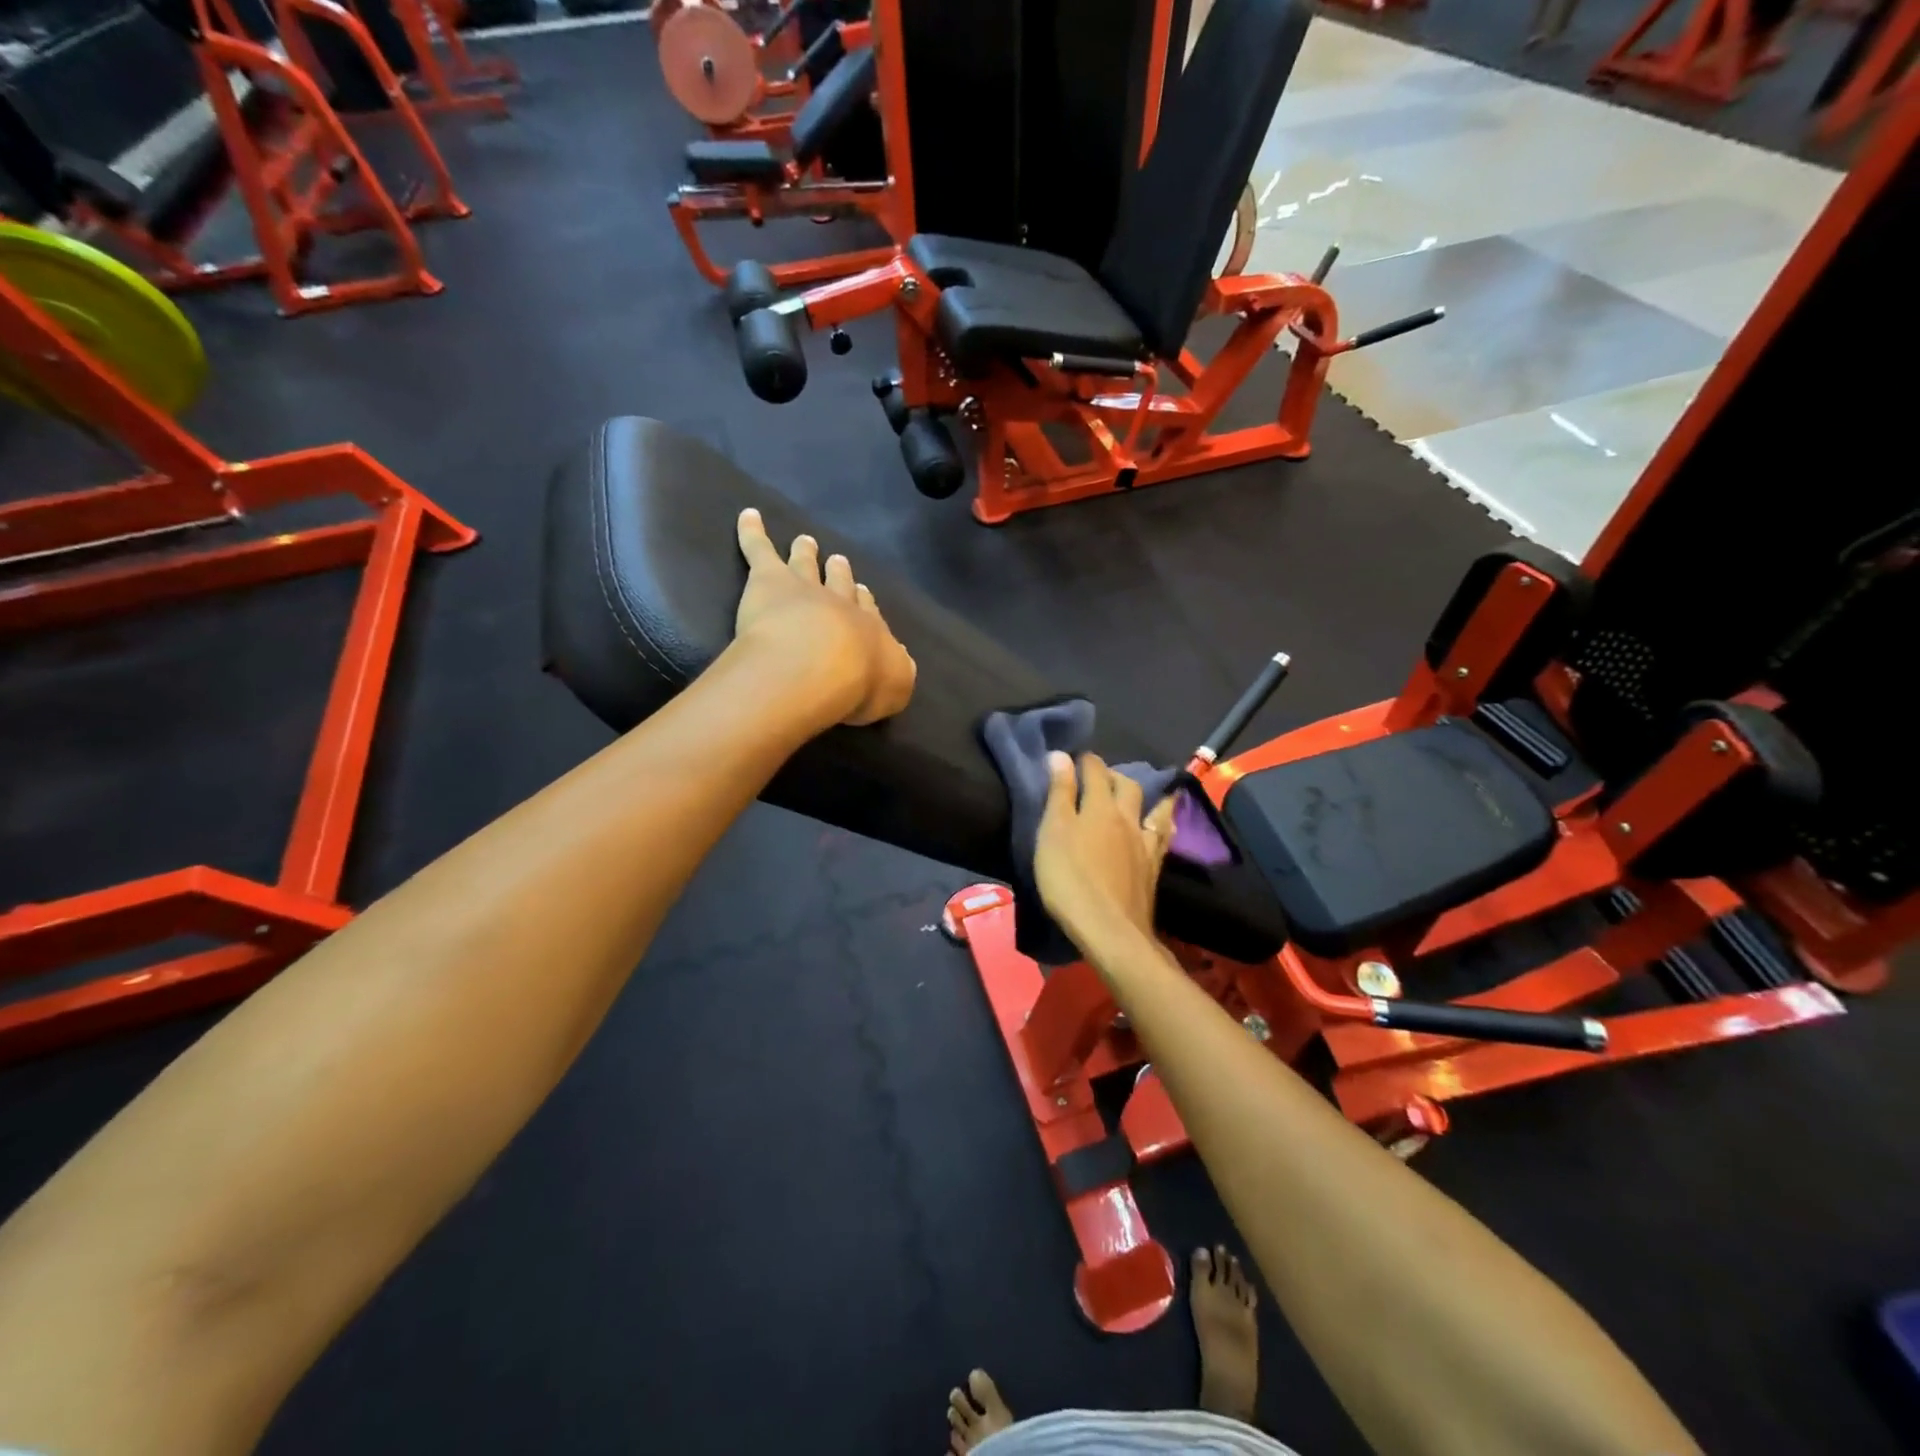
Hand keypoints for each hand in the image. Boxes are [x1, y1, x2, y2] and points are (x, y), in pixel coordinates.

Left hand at [733, 508, 915, 726]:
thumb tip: (900, 659)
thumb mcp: (895, 690)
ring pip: (805, 565)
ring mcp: (805, 588)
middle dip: (841, 574)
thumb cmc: (858, 686)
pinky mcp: (770, 580)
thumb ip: (897, 675)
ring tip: (805, 540)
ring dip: (805, 552)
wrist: (820, 665)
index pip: (869, 614)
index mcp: (870, 633)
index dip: (866, 603)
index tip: (865, 592)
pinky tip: (748, 516)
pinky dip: (752, 532)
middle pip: (841, 584)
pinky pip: (759, 550)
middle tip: (839, 561)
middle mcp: (841, 605)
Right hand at [1033, 751, 1175, 951]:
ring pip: (1154, 809)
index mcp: (1100, 806)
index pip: (1095, 771)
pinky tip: (1164, 828)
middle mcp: (1128, 818)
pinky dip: (1163, 824)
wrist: (1109, 929)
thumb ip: (1059, 793)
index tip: (1075, 758)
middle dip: (1114, 775)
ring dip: (1149, 796)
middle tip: (1100, 777)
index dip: (1085, 760)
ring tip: (1147, 792)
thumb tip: (1060, 754)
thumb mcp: (1053, 832)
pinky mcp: (1153, 869)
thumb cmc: (1070, 878)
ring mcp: (1145, 844)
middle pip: (1127, 786)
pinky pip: (1163, 837)